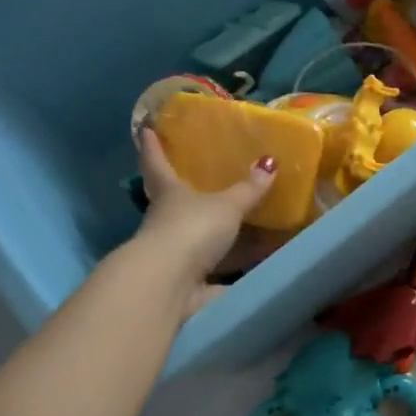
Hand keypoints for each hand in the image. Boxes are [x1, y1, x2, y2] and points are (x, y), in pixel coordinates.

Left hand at [133, 129, 275, 316]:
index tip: (146, 130)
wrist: (169, 285)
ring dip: (218, 241)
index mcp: (169, 194)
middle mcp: (166, 223)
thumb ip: (248, 189)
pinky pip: (214, 276)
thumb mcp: (226, 205)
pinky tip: (254, 272)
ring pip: (196, 243)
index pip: (157, 165)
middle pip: (174, 205)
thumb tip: (269, 163)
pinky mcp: (185, 286)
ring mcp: (173, 257)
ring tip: (247, 231)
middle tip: (206, 182)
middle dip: (188, 197)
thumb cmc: (192, 230)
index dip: (152, 148)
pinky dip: (232, 276)